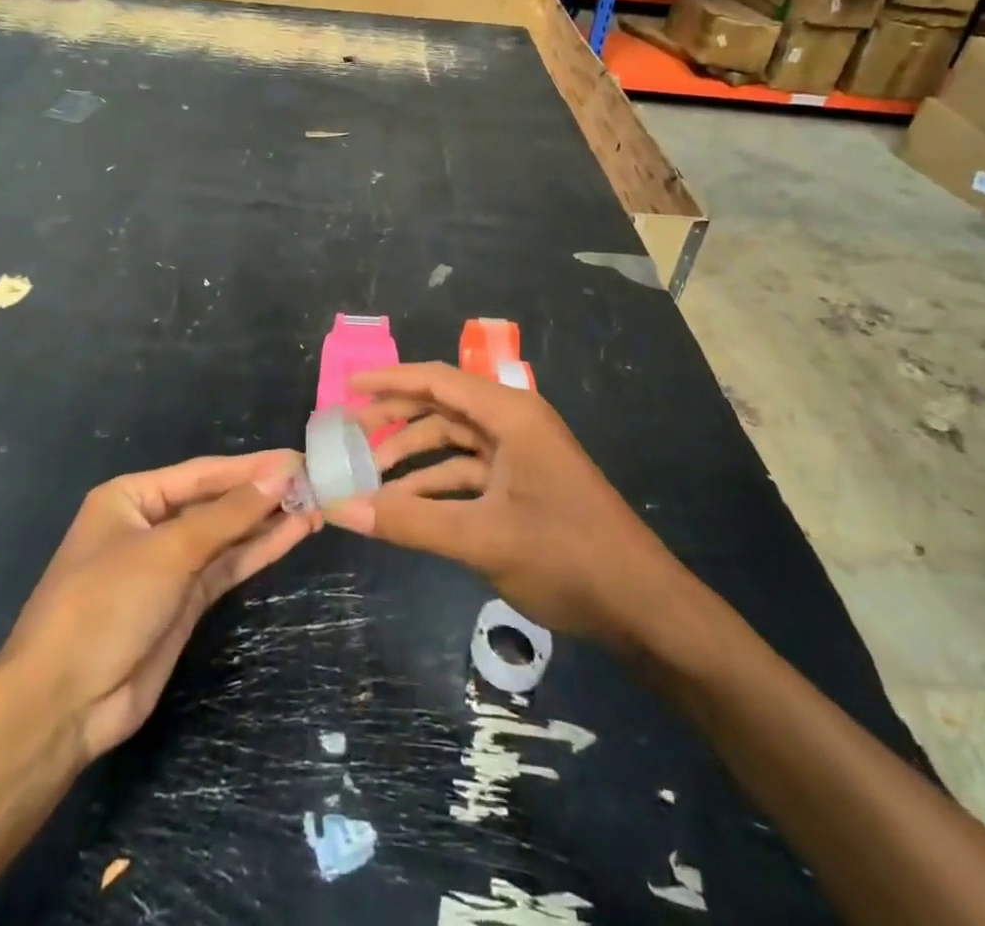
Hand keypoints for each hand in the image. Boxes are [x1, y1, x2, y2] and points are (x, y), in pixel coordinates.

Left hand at [0, 451, 315, 759]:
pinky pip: (227, 567)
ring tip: (317, 503)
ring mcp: (169, 566)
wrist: (63, 704)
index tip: (298, 457)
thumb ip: (227, 514)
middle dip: (263, 492)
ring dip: (268, 521)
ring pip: (227, 535)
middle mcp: (150, 525)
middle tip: (317, 479)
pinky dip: (259, 550)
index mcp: (131, 498)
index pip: (202, 474)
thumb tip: (280, 475)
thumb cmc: (104, 604)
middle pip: (216, 502)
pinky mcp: (184, 603)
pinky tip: (295, 532)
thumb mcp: (168, 551)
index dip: (251, 466)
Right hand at [329, 363, 675, 648]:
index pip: (436, 379)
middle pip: (442, 407)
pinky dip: (437, 484)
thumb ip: (409, 522)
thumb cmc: (566, 556)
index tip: (346, 389)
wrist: (643, 606)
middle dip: (395, 420)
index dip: (388, 381)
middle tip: (348, 437)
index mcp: (510, 414)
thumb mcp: (481, 538)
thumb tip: (341, 508)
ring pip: (454, 442)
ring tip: (369, 479)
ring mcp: (521, 454)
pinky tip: (406, 507)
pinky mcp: (525, 484)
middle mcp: (514, 422)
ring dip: (414, 458)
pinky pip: (469, 472)